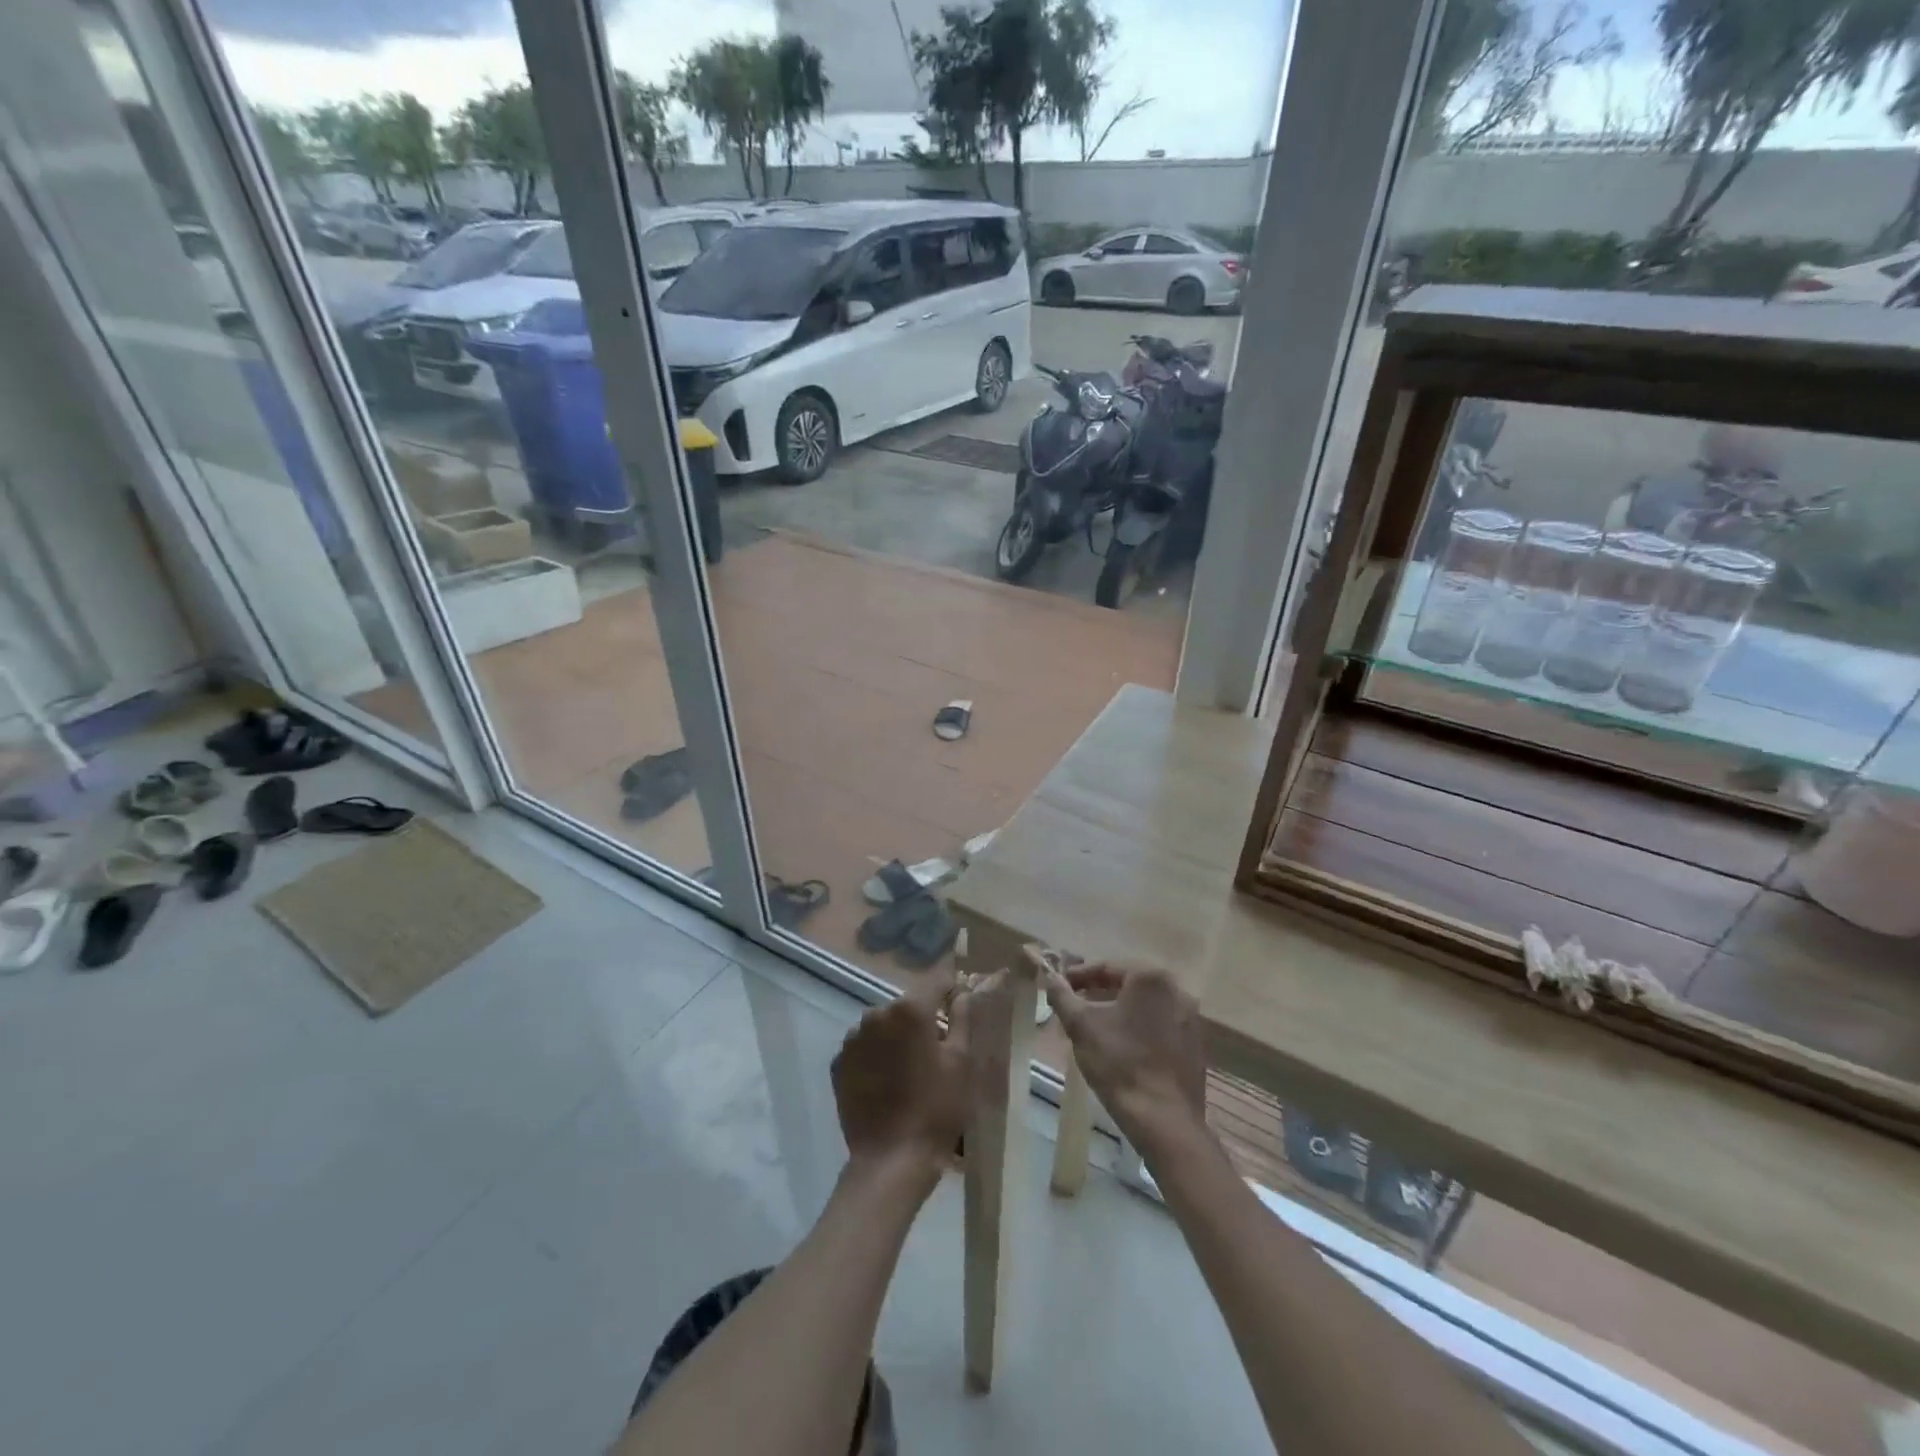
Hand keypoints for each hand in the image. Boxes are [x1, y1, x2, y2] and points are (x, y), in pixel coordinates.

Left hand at [831, 985, 973, 1182]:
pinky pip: (864, 1049)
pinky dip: (875, 1057)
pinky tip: (887, 1084)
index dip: (952, 992)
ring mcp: (853, 1039)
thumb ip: (963, 1019)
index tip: (961, 1008)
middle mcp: (876, 1014)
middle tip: (937, 1050)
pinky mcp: (839, 1064)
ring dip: (896, 1038)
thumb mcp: (962, 1062)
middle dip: (922, 1019)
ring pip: (883, 1026)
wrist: (891, 1160)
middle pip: (907, 1006)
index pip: (936, 982)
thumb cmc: (937, 1109)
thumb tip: (963, 993)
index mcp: (909, 1009)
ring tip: (909, 1071)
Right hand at [1044, 964, 1206, 1145]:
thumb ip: (1062, 995)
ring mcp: (1191, 1018)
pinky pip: (1160, 1025)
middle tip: (1074, 1005)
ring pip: (1145, 1005)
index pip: (1106, 967)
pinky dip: (1139, 1028)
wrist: (1164, 1120)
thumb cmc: (1119, 1063)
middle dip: (1099, 992)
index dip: (1078, 976)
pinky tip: (1122, 1046)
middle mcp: (1177, 989)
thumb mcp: (1081, 1025)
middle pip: (1128, 984)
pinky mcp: (1195, 1044)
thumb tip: (1049, 977)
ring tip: (1094, 1026)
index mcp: (1151, 977)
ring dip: (1119, 1010)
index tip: (1059, 986)